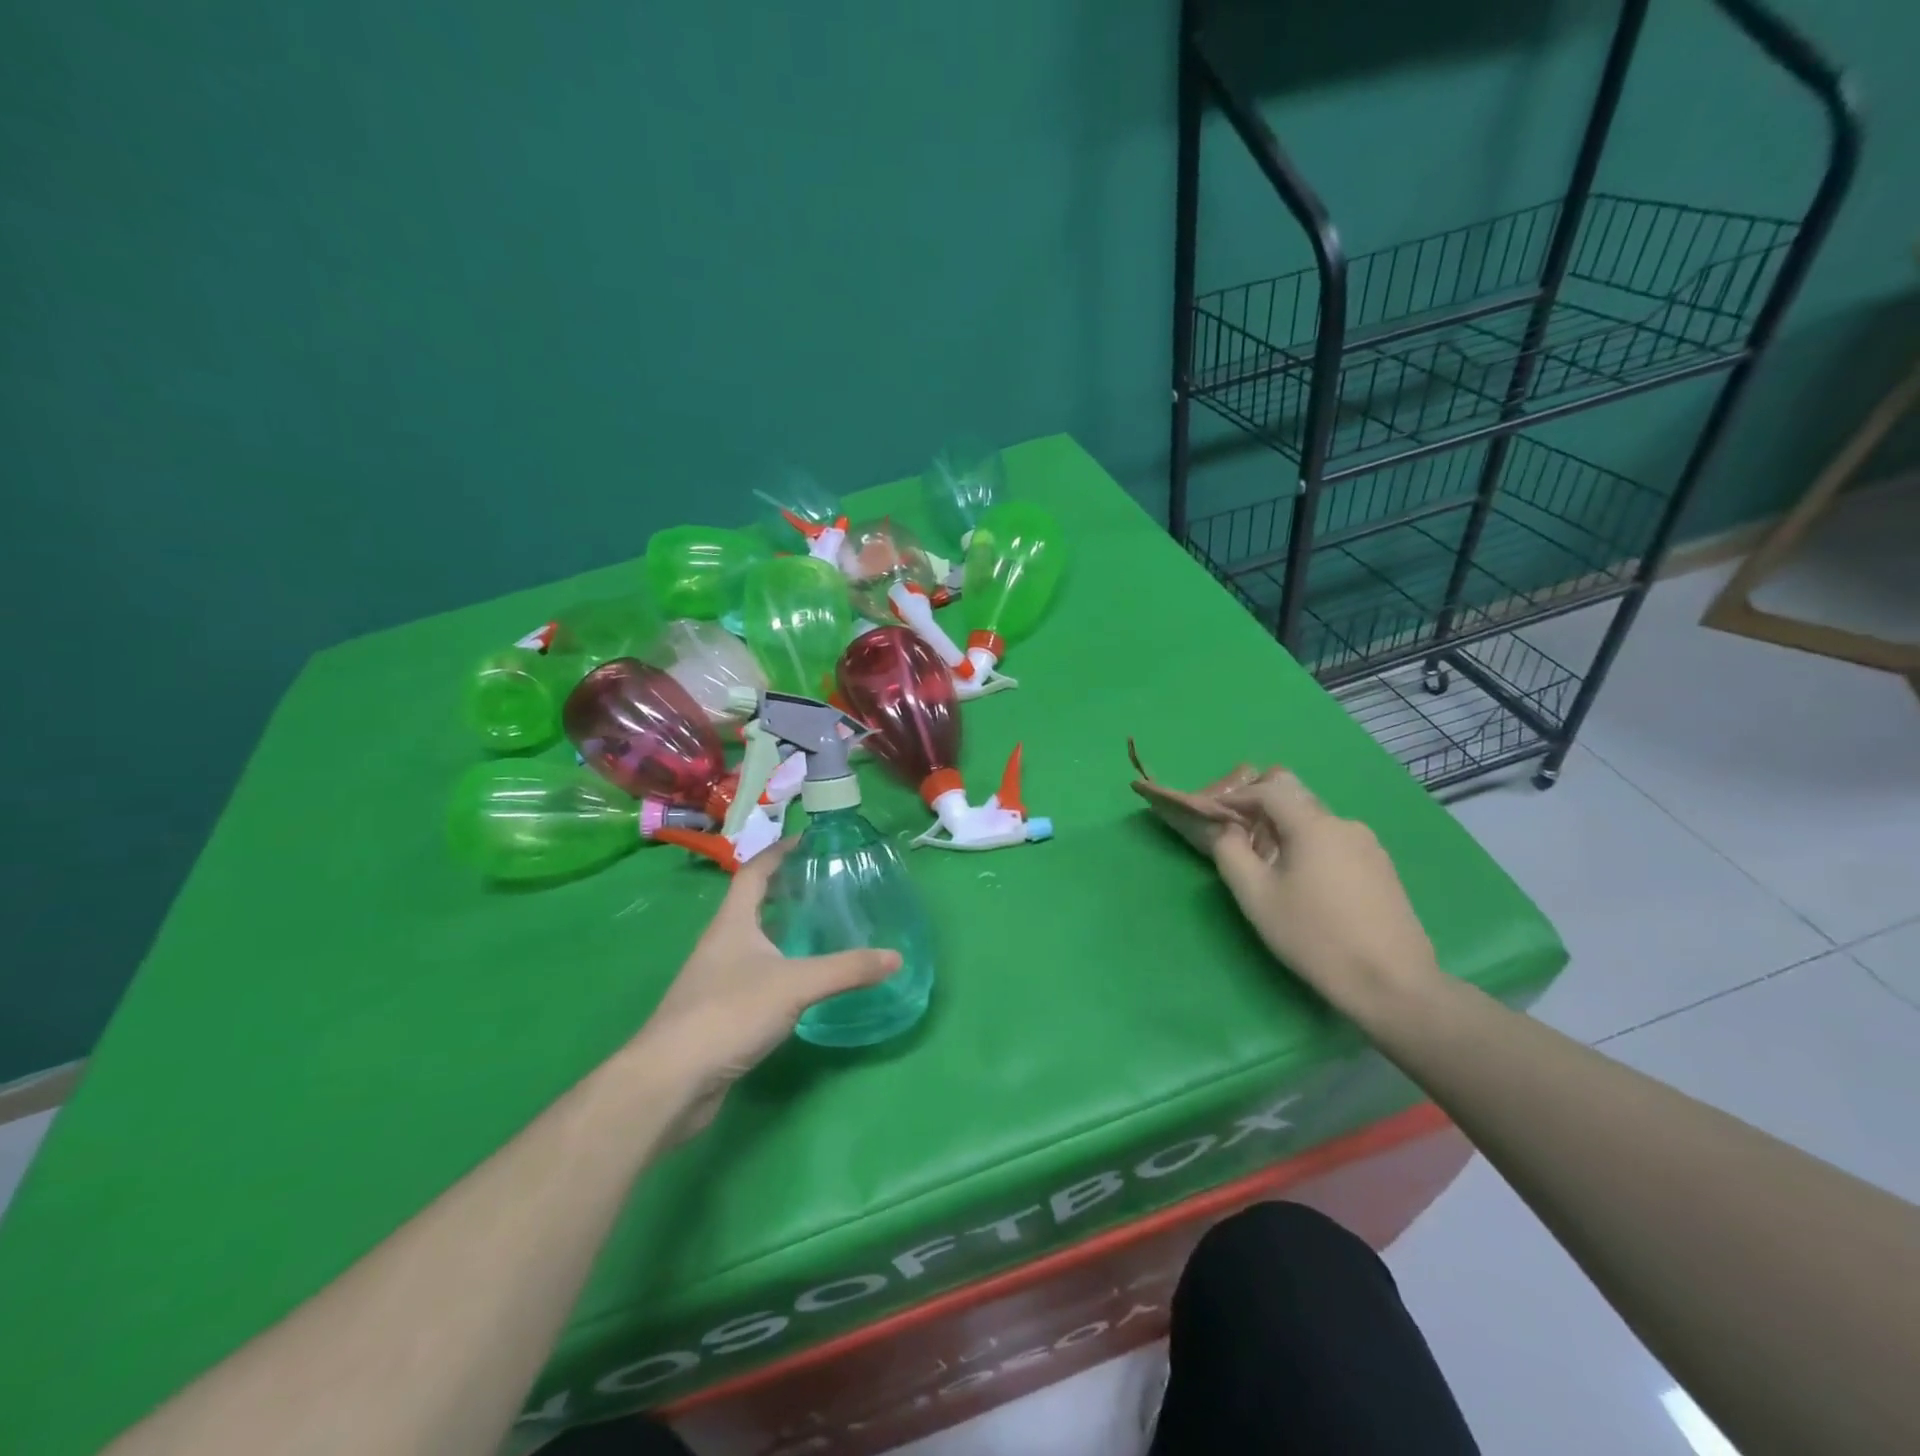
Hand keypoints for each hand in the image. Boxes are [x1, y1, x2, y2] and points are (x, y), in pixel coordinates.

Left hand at [633, 843, 901, 1139]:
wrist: (671, 1081)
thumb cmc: (728, 1014)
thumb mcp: (795, 985)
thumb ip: (846, 970)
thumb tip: (896, 957)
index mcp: (732, 923)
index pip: (754, 873)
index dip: (778, 853)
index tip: (807, 841)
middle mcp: (721, 944)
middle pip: (753, 904)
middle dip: (786, 890)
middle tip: (825, 884)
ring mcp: (716, 979)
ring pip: (754, 942)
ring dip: (782, 930)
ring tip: (821, 927)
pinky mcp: (719, 1012)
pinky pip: (754, 976)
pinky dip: (779, 968)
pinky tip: (802, 982)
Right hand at [1205, 769, 1441, 1014]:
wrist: (1393, 984)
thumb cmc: (1314, 937)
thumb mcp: (1256, 897)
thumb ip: (1231, 853)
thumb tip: (1228, 829)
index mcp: (1314, 825)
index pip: (1269, 790)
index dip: (1237, 796)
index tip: (1215, 812)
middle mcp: (1345, 825)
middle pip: (1296, 800)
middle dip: (1262, 810)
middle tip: (1239, 835)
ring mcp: (1370, 846)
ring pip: (1317, 823)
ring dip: (1287, 832)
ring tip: (1270, 863)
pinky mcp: (1382, 869)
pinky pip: (1336, 844)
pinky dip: (1311, 848)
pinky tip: (1306, 881)